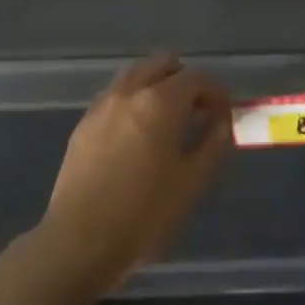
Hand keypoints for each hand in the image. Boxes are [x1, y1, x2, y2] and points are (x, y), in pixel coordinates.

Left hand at [33, 53, 230, 297]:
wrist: (78, 241)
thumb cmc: (143, 215)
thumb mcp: (191, 183)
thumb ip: (212, 144)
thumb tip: (222, 121)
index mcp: (159, 102)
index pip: (197, 77)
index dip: (217, 92)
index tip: (225, 114)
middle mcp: (129, 91)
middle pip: (163, 63)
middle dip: (186, 80)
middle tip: (198, 112)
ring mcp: (102, 104)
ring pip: (136, 74)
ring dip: (157, 85)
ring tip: (168, 121)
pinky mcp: (84, 123)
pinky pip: (116, 95)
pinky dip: (134, 100)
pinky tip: (138, 135)